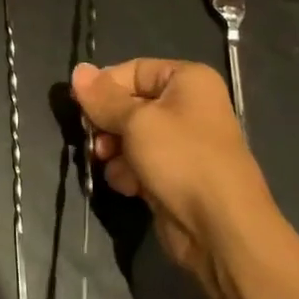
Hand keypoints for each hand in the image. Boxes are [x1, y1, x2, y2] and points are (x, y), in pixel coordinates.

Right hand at [72, 59, 283, 296]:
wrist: (220, 228)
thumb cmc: (181, 159)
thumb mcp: (136, 121)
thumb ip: (103, 98)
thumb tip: (78, 70)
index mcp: (188, 81)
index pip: (133, 70)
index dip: (105, 87)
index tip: (80, 106)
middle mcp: (187, 106)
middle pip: (129, 104)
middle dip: (108, 124)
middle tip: (93, 139)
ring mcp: (181, 144)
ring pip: (130, 136)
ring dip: (114, 151)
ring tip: (109, 163)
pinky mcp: (173, 175)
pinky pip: (139, 163)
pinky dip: (129, 173)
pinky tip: (129, 186)